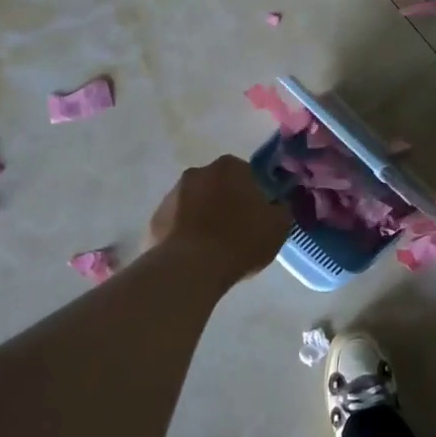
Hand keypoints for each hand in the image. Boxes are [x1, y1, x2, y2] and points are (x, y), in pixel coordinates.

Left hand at [146, 155, 292, 283]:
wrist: (190, 268)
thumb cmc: (241, 240)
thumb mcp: (279, 226)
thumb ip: (281, 208)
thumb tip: (276, 205)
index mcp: (229, 167)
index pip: (247, 173)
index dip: (255, 194)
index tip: (259, 215)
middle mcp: (197, 173)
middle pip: (218, 186)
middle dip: (227, 202)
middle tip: (239, 230)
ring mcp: (171, 196)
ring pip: (195, 204)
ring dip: (204, 218)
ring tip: (216, 248)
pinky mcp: (154, 220)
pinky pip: (177, 224)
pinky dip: (186, 235)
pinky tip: (196, 256)